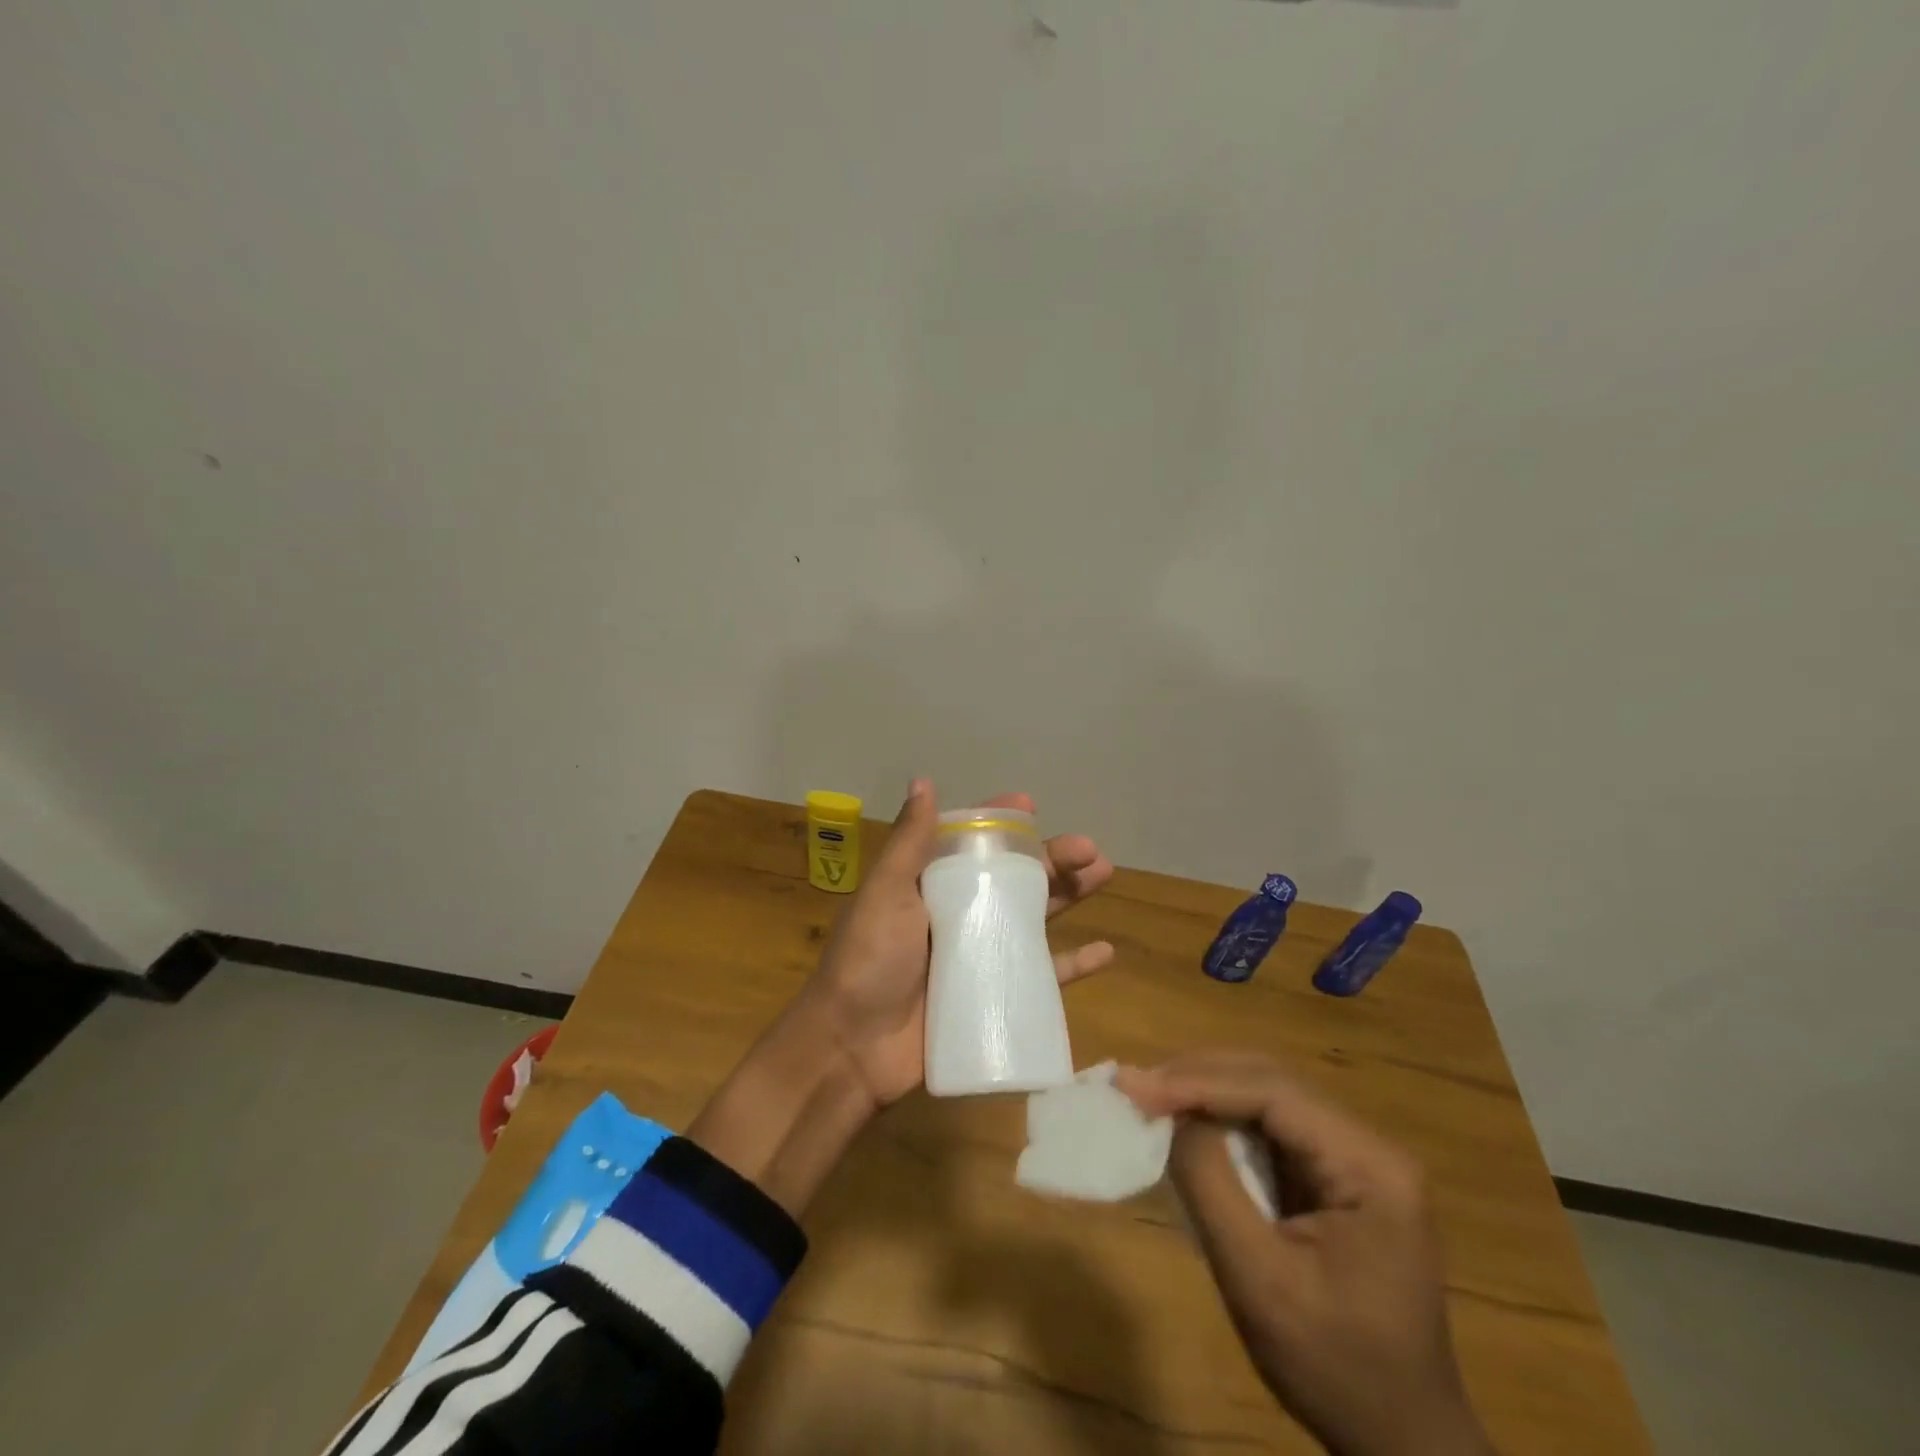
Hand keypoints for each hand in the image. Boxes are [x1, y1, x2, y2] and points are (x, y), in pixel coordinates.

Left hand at [797, 779, 1114, 1106]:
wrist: (853, 1048)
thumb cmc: (867, 960)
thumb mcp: (885, 892)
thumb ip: (909, 841)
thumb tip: (923, 780)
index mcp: (930, 884)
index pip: (972, 842)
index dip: (1003, 823)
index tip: (1032, 806)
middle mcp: (958, 913)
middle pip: (1014, 878)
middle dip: (1052, 859)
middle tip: (1090, 851)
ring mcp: (977, 955)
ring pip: (1034, 918)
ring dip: (1069, 896)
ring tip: (1103, 875)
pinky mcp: (992, 996)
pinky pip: (1040, 976)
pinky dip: (1072, 965)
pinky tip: (1105, 952)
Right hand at [1120, 1054, 1492, 1455]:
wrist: (1399, 1441)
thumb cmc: (1333, 1366)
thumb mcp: (1259, 1279)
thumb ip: (1211, 1183)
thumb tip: (1172, 1115)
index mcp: (1370, 1165)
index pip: (1273, 1093)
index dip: (1198, 1082)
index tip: (1135, 1086)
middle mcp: (1368, 1145)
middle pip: (1271, 1082)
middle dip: (1198, 1077)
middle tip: (1135, 1085)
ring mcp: (1354, 1158)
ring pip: (1267, 1096)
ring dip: (1206, 1091)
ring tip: (1151, 1095)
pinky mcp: (1334, 1176)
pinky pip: (1270, 1128)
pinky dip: (1222, 1119)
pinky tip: (1187, 1122)